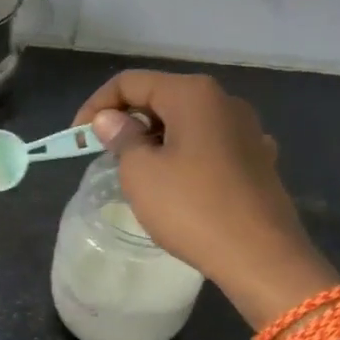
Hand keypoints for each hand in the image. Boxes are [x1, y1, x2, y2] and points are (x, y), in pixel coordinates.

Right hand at [74, 71, 335, 323]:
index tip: (78, 138)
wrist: (261, 257)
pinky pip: (209, 145)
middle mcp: (224, 101)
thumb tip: (111, 119)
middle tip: (104, 155)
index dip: (97, 105)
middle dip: (127, 121)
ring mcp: (247, 130)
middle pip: (161, 97)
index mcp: (193, 94)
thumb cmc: (193, 208)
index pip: (131, 82)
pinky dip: (184, 155)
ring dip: (155, 139)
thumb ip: (121, 137)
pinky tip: (178, 184)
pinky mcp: (258, 159)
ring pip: (186, 122)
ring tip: (137, 172)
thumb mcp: (140, 172)